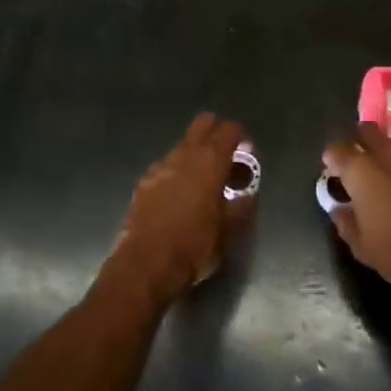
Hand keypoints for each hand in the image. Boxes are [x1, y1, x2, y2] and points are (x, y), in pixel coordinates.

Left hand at [109, 113, 253, 303]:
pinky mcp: (143, 181)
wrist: (144, 266)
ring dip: (196, 154)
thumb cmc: (193, 248)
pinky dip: (178, 171)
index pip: (229, 130)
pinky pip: (167, 165)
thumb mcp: (228, 232)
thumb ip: (241, 206)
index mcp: (210, 162)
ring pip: (183, 144)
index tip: (247, 155)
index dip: (241, 137)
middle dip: (217, 133)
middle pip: (203, 123)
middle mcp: (184, 155)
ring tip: (204, 183)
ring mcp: (160, 166)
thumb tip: (247, 194)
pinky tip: (180, 196)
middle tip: (227, 159)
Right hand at [323, 123, 390, 313]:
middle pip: (367, 131)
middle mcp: (386, 155)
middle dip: (357, 142)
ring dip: (381, 154)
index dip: (330, 159)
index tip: (331, 174)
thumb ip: (344, 221)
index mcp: (361, 170)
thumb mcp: (361, 246)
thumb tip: (339, 208)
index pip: (336, 149)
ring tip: (380, 181)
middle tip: (354, 166)